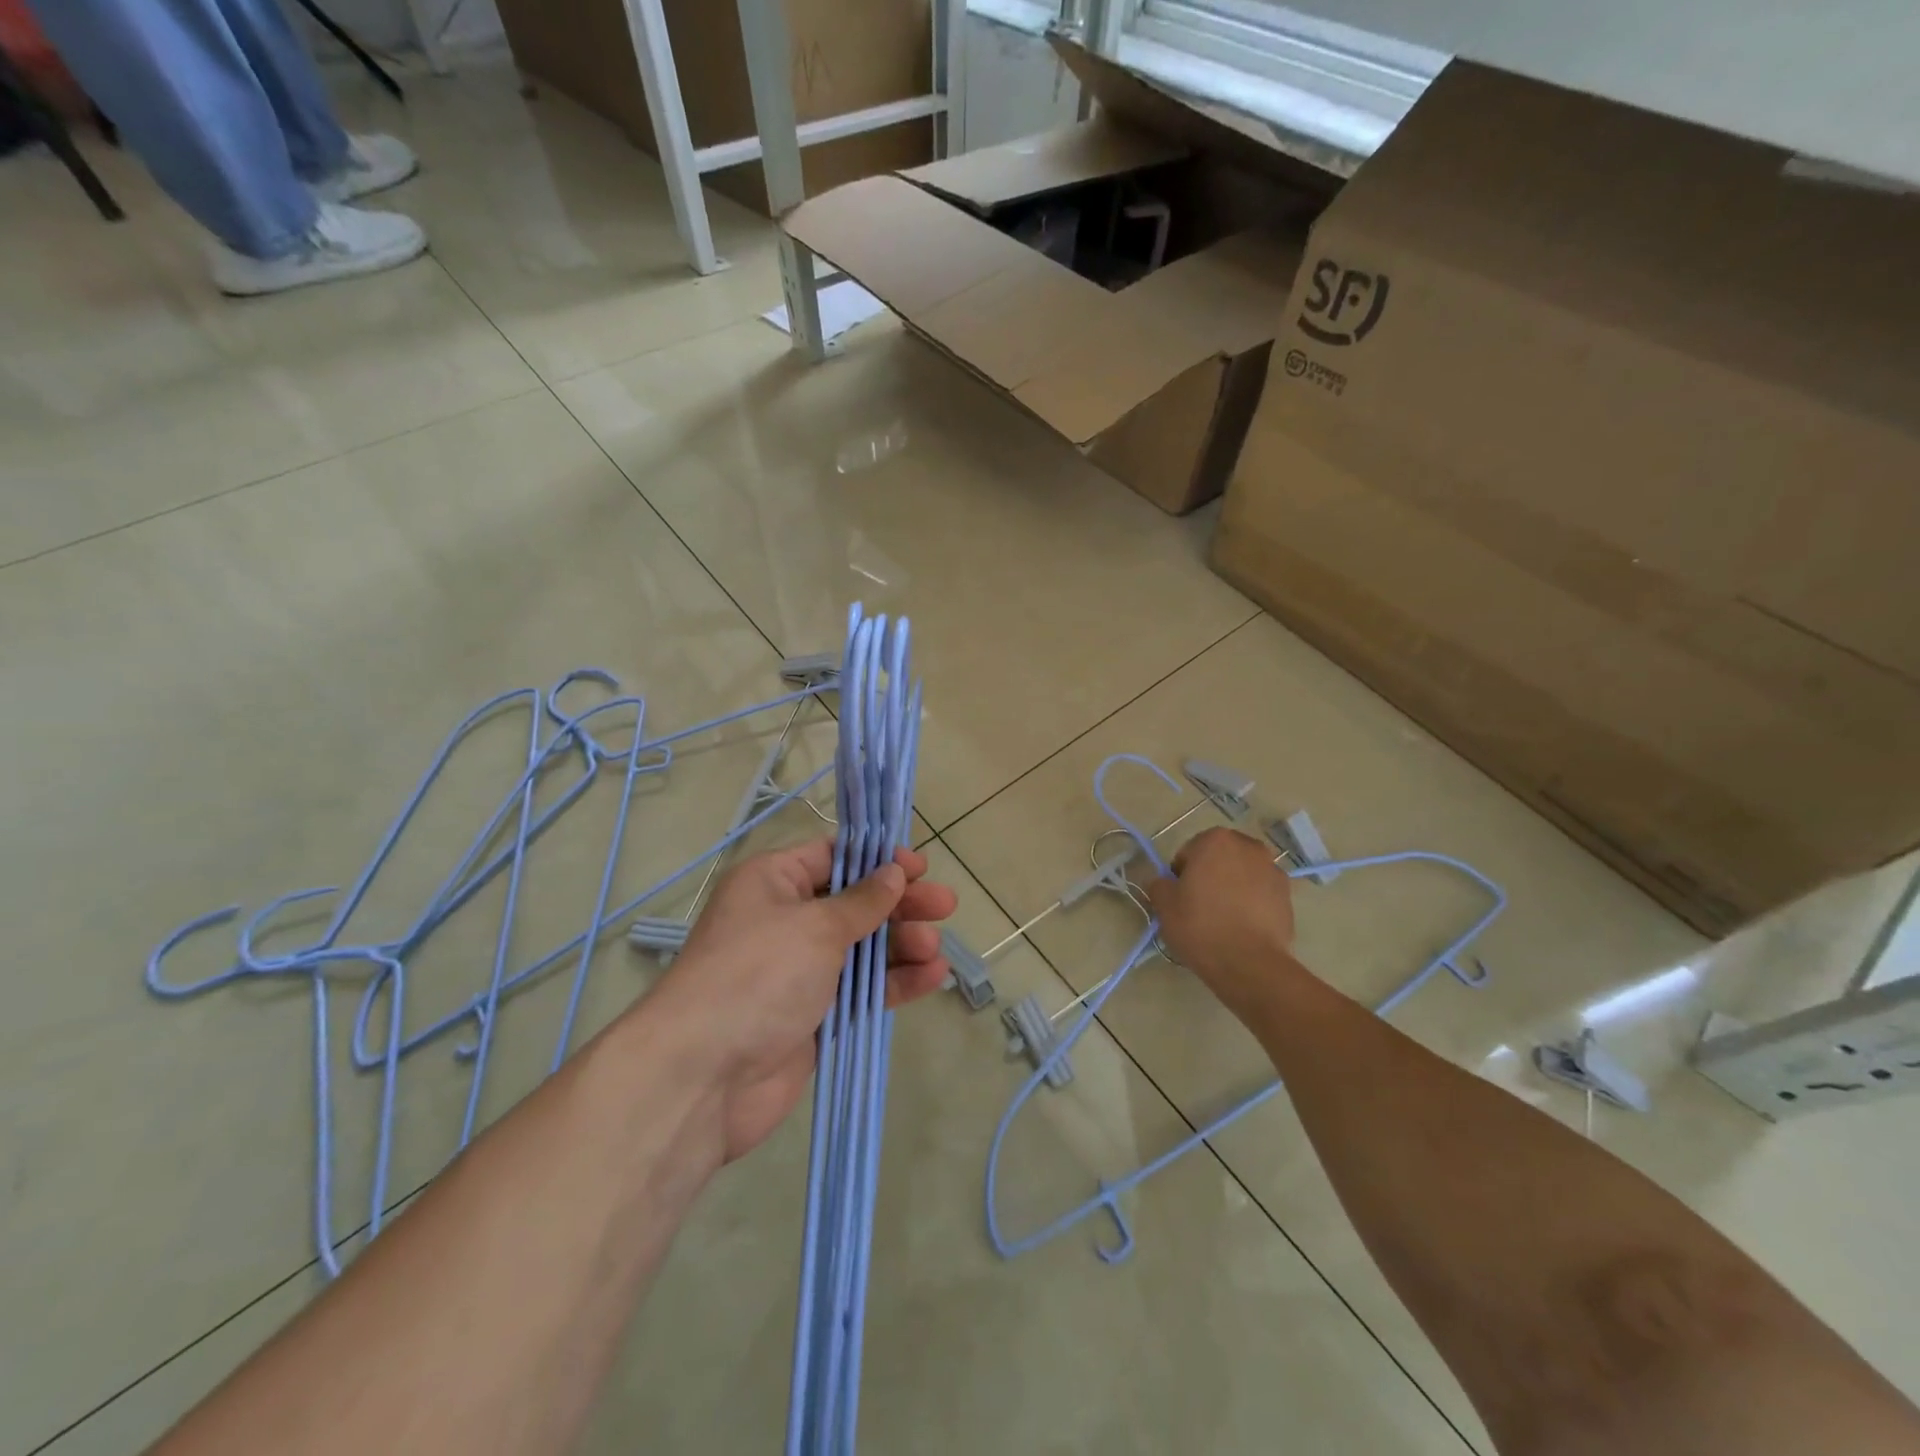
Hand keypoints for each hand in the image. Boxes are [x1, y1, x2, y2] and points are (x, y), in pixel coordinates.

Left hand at [650, 839, 956, 1162]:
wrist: (704, 1075)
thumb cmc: (758, 974)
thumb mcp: (815, 926)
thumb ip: (862, 901)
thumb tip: (893, 872)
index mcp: (773, 883)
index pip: (832, 857)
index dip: (877, 859)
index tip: (918, 867)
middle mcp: (785, 921)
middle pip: (854, 903)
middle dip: (899, 904)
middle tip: (945, 905)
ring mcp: (800, 971)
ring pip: (862, 948)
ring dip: (901, 945)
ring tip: (936, 949)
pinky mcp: (814, 1015)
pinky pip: (861, 990)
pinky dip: (894, 982)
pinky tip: (932, 978)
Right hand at [1146, 828, 1299, 1018]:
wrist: (1249, 963)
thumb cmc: (1201, 926)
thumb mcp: (1164, 905)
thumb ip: (1159, 884)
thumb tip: (1165, 883)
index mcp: (1215, 840)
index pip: (1188, 853)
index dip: (1181, 876)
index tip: (1181, 899)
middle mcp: (1248, 846)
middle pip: (1219, 859)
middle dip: (1210, 876)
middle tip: (1200, 906)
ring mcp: (1273, 869)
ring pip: (1242, 875)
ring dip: (1232, 887)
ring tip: (1224, 919)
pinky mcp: (1288, 895)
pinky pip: (1261, 893)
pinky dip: (1252, 903)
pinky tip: (1243, 926)